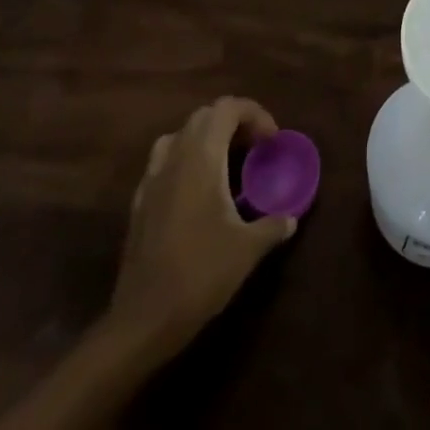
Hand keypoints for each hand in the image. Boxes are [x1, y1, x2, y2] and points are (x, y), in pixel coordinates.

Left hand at [0, 96, 295, 429]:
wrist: (142, 321)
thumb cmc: (200, 274)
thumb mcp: (247, 249)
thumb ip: (272, 226)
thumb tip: (291, 219)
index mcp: (202, 156)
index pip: (228, 108)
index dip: (255, 114)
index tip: (272, 141)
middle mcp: (175, 156)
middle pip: (205, 116)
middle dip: (233, 123)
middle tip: (254, 149)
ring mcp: (152, 178)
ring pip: (181, 135)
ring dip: (206, 139)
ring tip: (226, 164)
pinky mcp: (139, 202)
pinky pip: (164, 162)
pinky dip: (185, 162)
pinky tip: (196, 193)